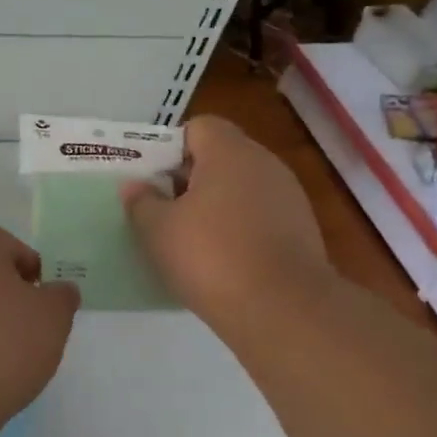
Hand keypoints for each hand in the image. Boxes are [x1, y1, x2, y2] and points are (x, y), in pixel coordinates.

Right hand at [121, 116, 330, 331]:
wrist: (283, 310)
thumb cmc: (211, 256)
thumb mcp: (158, 230)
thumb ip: (141, 202)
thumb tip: (135, 186)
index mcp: (230, 152)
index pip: (198, 127)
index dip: (171, 148)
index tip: (152, 178)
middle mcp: (264, 164)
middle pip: (221, 156)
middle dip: (190, 178)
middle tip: (162, 208)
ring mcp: (288, 197)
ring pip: (241, 188)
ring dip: (215, 205)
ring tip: (189, 238)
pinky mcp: (301, 230)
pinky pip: (259, 216)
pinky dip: (239, 229)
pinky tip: (221, 259)